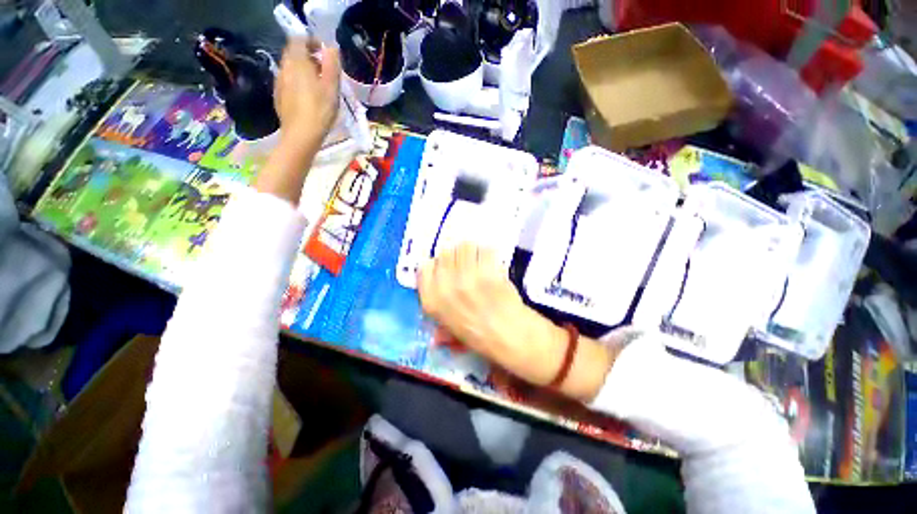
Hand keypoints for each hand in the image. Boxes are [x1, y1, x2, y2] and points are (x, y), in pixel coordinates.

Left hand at [274, 38, 340, 151]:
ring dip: (303, 70)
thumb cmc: (320, 111)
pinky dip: (298, 82)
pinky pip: (288, 81)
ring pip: (291, 67)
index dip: (312, 41)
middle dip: (308, 56)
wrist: (301, 135)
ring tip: (318, 84)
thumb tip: (331, 48)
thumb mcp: (332, 87)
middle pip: (293, 52)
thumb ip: (332, 64)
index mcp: (297, 62)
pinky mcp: (278, 96)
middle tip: (324, 69)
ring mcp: (279, 82)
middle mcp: (285, 67)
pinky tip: (307, 97)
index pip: (299, 39)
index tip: (325, 52)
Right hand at [417, 244, 565, 385]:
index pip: (425, 266)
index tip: (448, 266)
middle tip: (468, 263)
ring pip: (465, 246)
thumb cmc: (478, 334)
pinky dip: (489, 253)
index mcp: (432, 300)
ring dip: (473, 251)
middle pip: (446, 252)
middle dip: (457, 256)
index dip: (438, 264)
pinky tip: (492, 262)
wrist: (508, 336)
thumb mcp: (449, 325)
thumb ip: (438, 304)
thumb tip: (437, 284)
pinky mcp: (487, 271)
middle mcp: (445, 286)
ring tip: (480, 260)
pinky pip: (484, 249)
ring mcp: (466, 277)